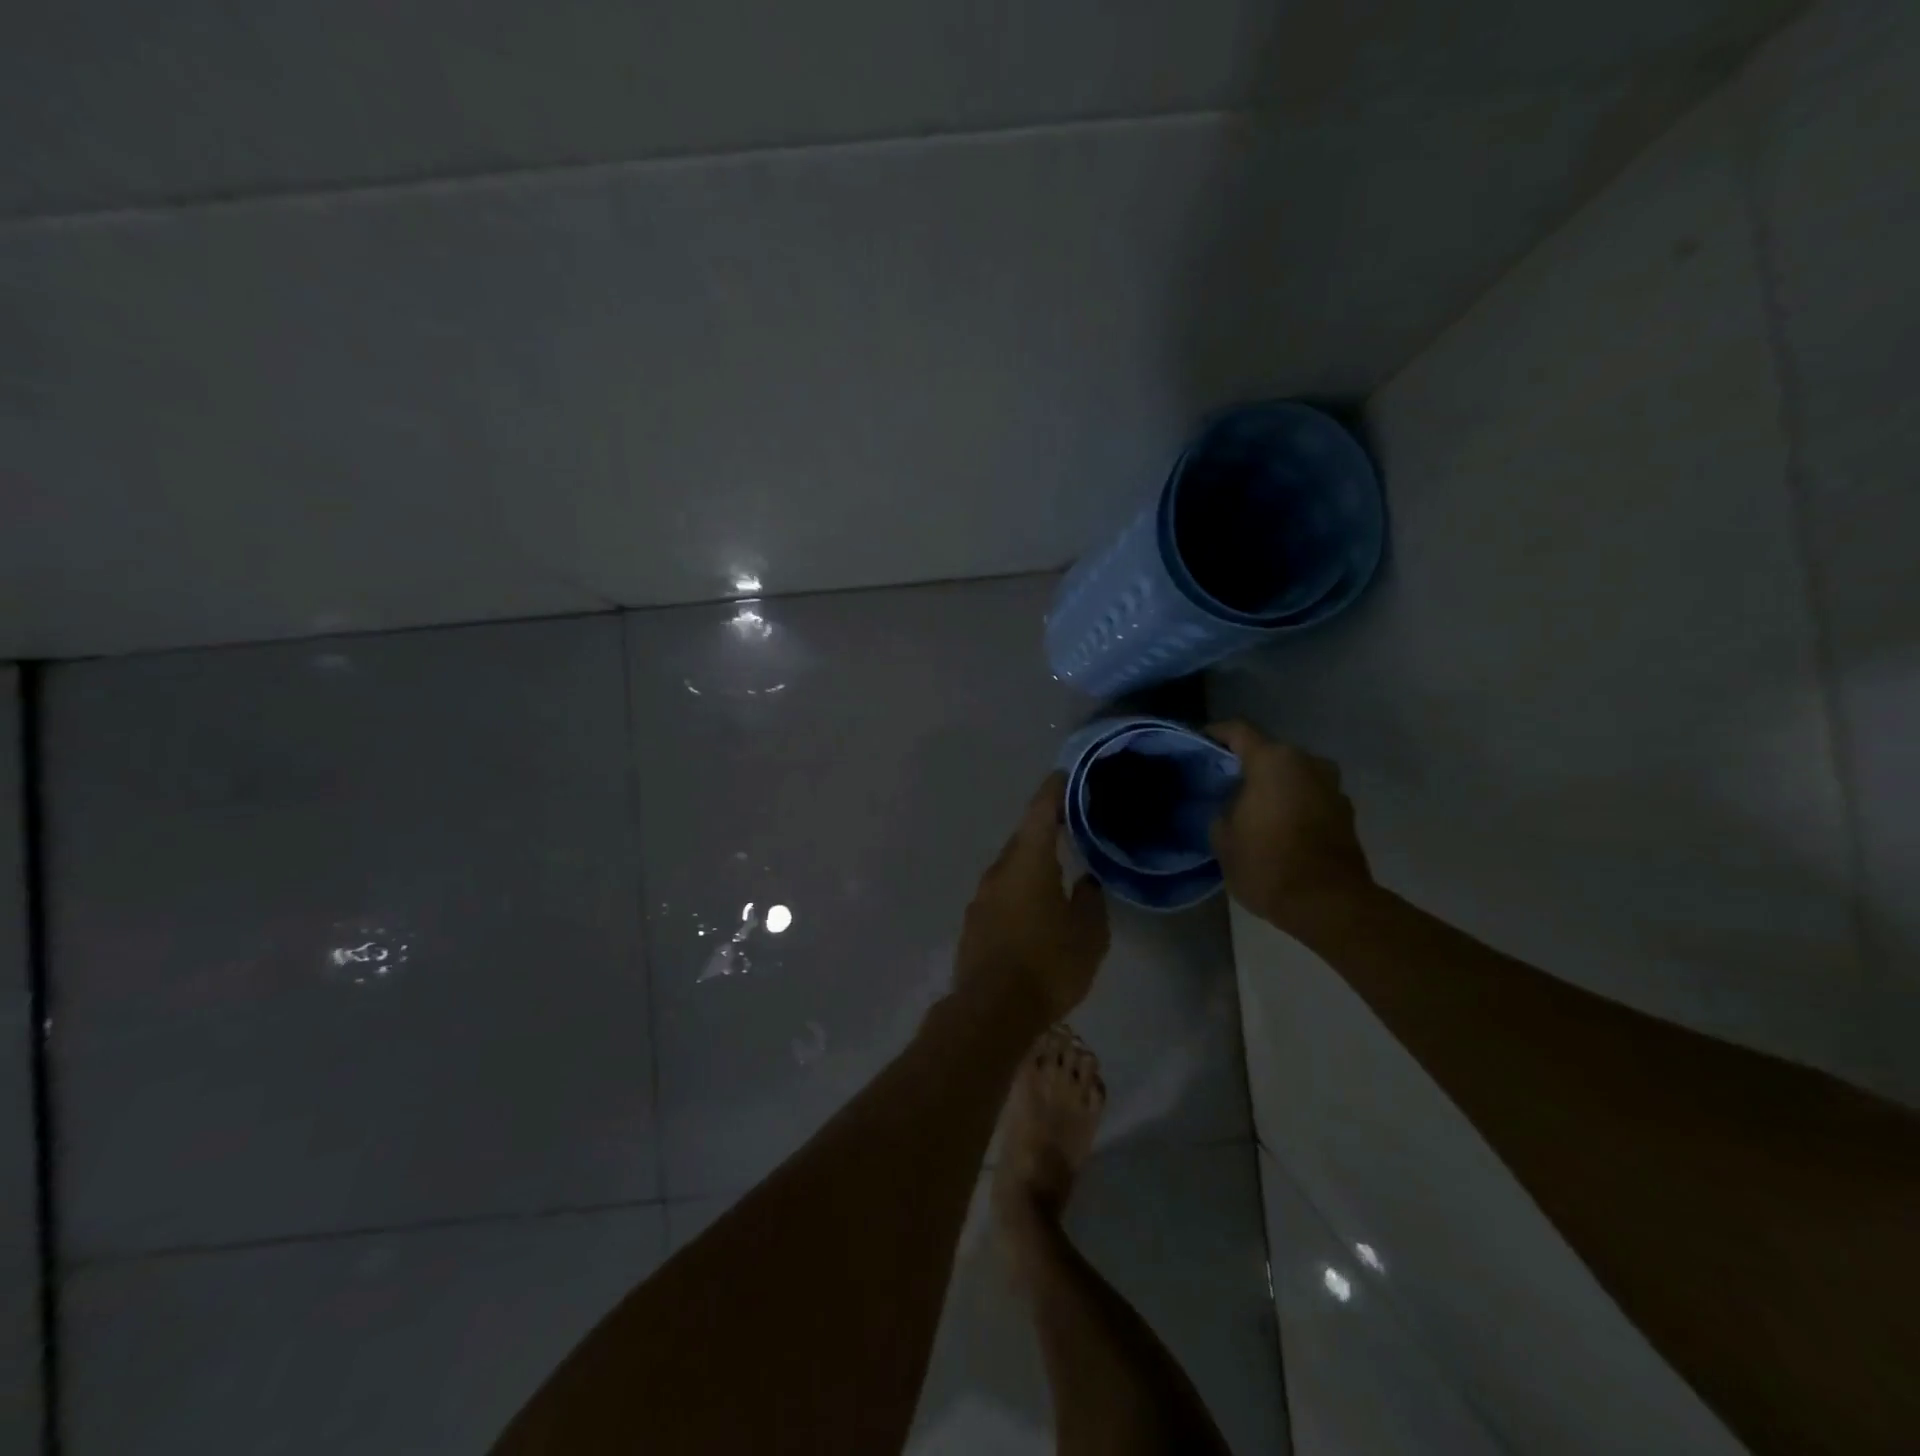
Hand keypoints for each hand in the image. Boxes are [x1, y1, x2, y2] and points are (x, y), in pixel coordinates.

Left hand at [955, 772, 1109, 1024]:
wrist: (991, 1010)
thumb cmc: (1047, 964)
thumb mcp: (1088, 934)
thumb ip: (1090, 900)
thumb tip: (1087, 881)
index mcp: (1028, 861)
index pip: (1040, 811)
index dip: (1054, 790)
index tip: (1065, 775)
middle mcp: (999, 869)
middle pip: (1024, 837)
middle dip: (1046, 827)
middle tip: (1072, 822)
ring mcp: (982, 895)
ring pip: (1012, 866)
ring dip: (1032, 860)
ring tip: (1059, 864)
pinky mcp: (974, 920)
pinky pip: (1002, 890)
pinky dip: (1021, 886)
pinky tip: (1036, 903)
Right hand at [1207, 720, 1373, 934]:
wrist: (1328, 904)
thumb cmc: (1267, 864)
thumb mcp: (1223, 838)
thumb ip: (1224, 810)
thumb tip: (1233, 806)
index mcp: (1273, 761)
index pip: (1238, 731)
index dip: (1216, 734)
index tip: (1200, 743)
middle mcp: (1307, 763)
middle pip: (1270, 753)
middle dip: (1248, 765)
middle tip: (1224, 783)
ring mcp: (1332, 787)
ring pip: (1294, 775)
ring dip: (1275, 786)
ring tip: (1253, 807)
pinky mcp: (1346, 812)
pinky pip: (1311, 797)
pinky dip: (1294, 804)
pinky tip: (1279, 826)